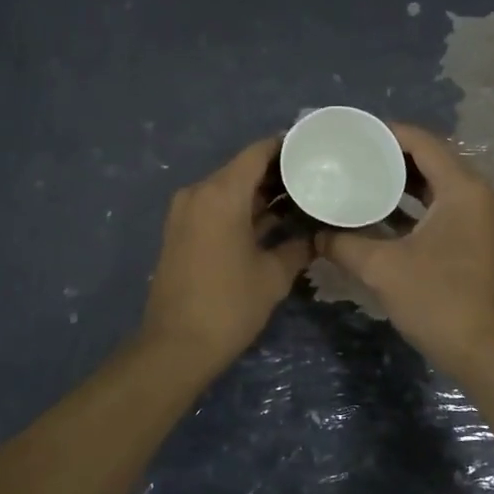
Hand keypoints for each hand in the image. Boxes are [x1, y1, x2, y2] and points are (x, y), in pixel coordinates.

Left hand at [140, 136, 311, 370]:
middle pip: (242, 169)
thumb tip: (317, 237)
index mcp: (220, 194)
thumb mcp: (273, 276)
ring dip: (260, 193)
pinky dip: (241, 210)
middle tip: (316, 176)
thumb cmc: (229, 305)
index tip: (315, 148)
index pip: (257, 153)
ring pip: (229, 189)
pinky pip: (216, 207)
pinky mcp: (181, 232)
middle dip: (277, 172)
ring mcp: (185, 212)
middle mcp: (198, 193)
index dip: (286, 146)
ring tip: (301, 197)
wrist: (176, 346)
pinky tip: (273, 220)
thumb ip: (298, 247)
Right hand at [317, 124, 493, 373]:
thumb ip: (343, 243)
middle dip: (390, 156)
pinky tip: (379, 211)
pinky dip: (412, 204)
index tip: (350, 136)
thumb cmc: (437, 301)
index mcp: (463, 189)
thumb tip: (313, 233)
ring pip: (436, 184)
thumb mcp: (382, 268)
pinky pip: (441, 206)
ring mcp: (480, 217)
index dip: (385, 134)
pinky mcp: (475, 238)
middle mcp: (477, 194)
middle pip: (431, 159)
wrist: (483, 352)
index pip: (422, 142)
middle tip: (350, 156)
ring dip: (400, 181)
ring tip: (360, 177)